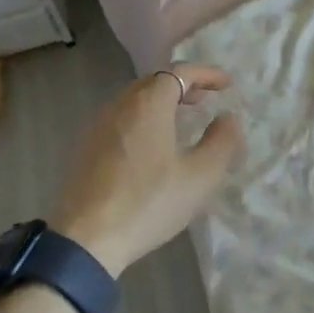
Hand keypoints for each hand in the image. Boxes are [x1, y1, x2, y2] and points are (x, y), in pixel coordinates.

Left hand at [55, 65, 243, 277]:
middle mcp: (120, 106)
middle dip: (183, 86)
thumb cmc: (149, 203)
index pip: (179, 72)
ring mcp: (98, 127)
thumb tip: (228, 118)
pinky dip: (143, 120)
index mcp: (148, 105)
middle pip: (154, 82)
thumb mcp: (201, 176)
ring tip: (181, 121)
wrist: (85, 239)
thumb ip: (222, 141)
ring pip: (135, 101)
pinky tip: (151, 146)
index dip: (206, 74)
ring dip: (161, 103)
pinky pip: (121, 120)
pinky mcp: (86, 149)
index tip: (226, 85)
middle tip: (205, 100)